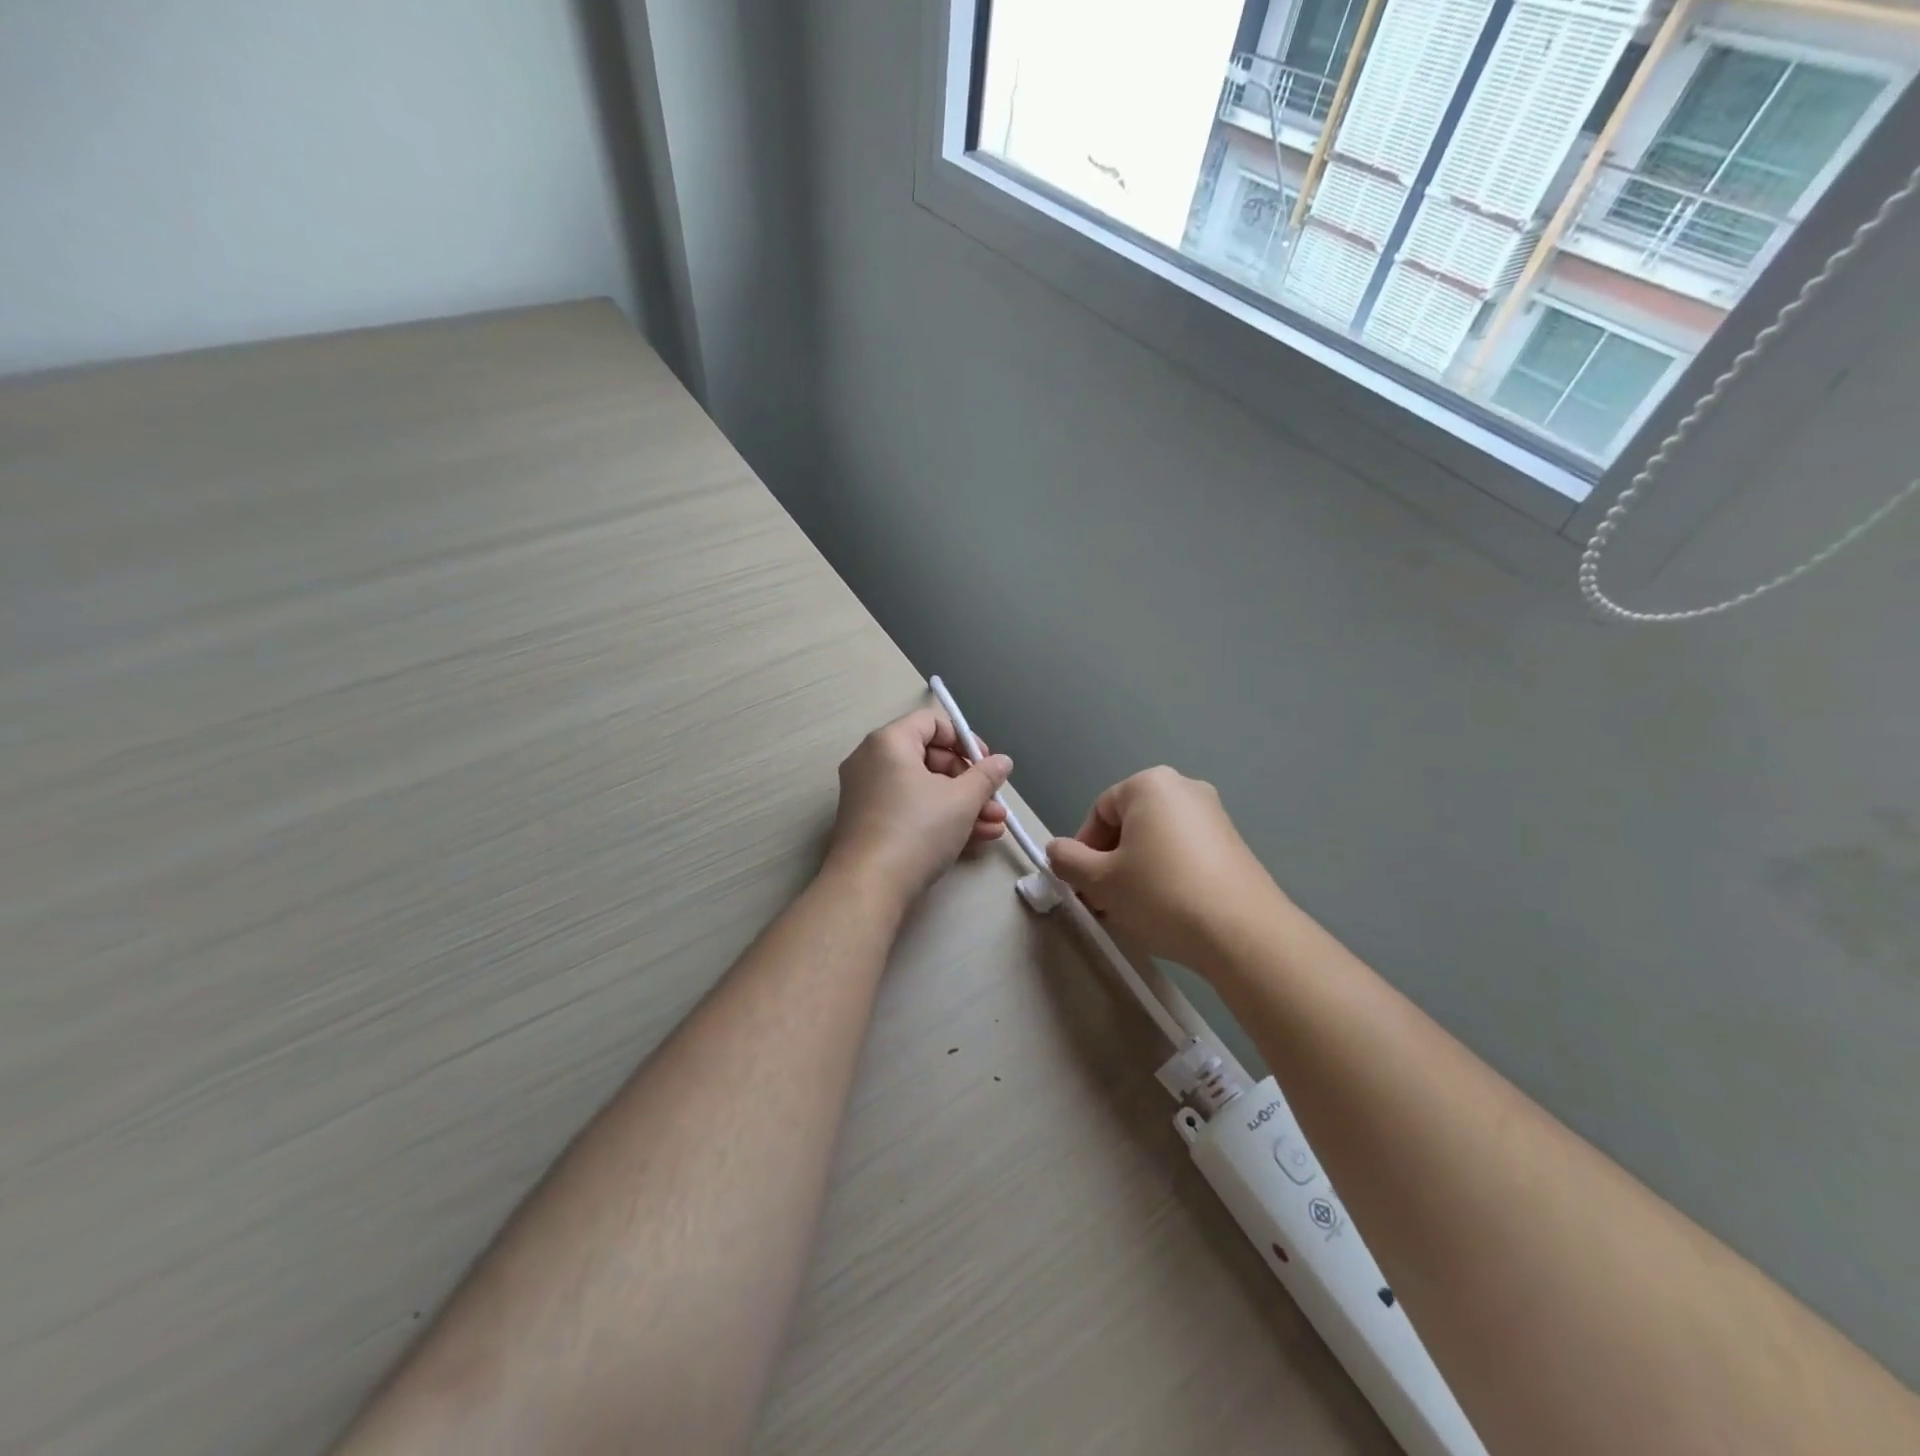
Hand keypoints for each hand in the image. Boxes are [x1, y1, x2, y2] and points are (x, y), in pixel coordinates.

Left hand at [823, 708, 1012, 909]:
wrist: (869, 887)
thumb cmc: (917, 829)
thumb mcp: (961, 800)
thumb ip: (985, 776)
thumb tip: (1002, 762)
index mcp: (889, 742)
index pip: (931, 722)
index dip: (964, 739)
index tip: (986, 764)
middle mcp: (872, 761)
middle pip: (929, 757)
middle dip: (969, 781)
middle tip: (994, 800)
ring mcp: (868, 795)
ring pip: (924, 789)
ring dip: (963, 805)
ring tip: (996, 825)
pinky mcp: (870, 825)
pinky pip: (910, 810)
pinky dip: (940, 819)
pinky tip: (976, 839)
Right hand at [1045, 767, 1282, 971]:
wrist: (1243, 932)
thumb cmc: (1161, 894)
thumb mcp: (1101, 881)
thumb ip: (1068, 860)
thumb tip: (1057, 850)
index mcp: (1150, 785)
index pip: (1100, 811)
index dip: (1083, 849)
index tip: (1083, 885)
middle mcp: (1185, 788)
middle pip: (1129, 824)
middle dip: (1110, 862)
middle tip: (1104, 901)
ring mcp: (1215, 815)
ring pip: (1156, 840)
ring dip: (1136, 871)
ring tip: (1134, 910)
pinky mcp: (1234, 844)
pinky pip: (1185, 852)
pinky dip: (1168, 874)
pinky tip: (1167, 909)